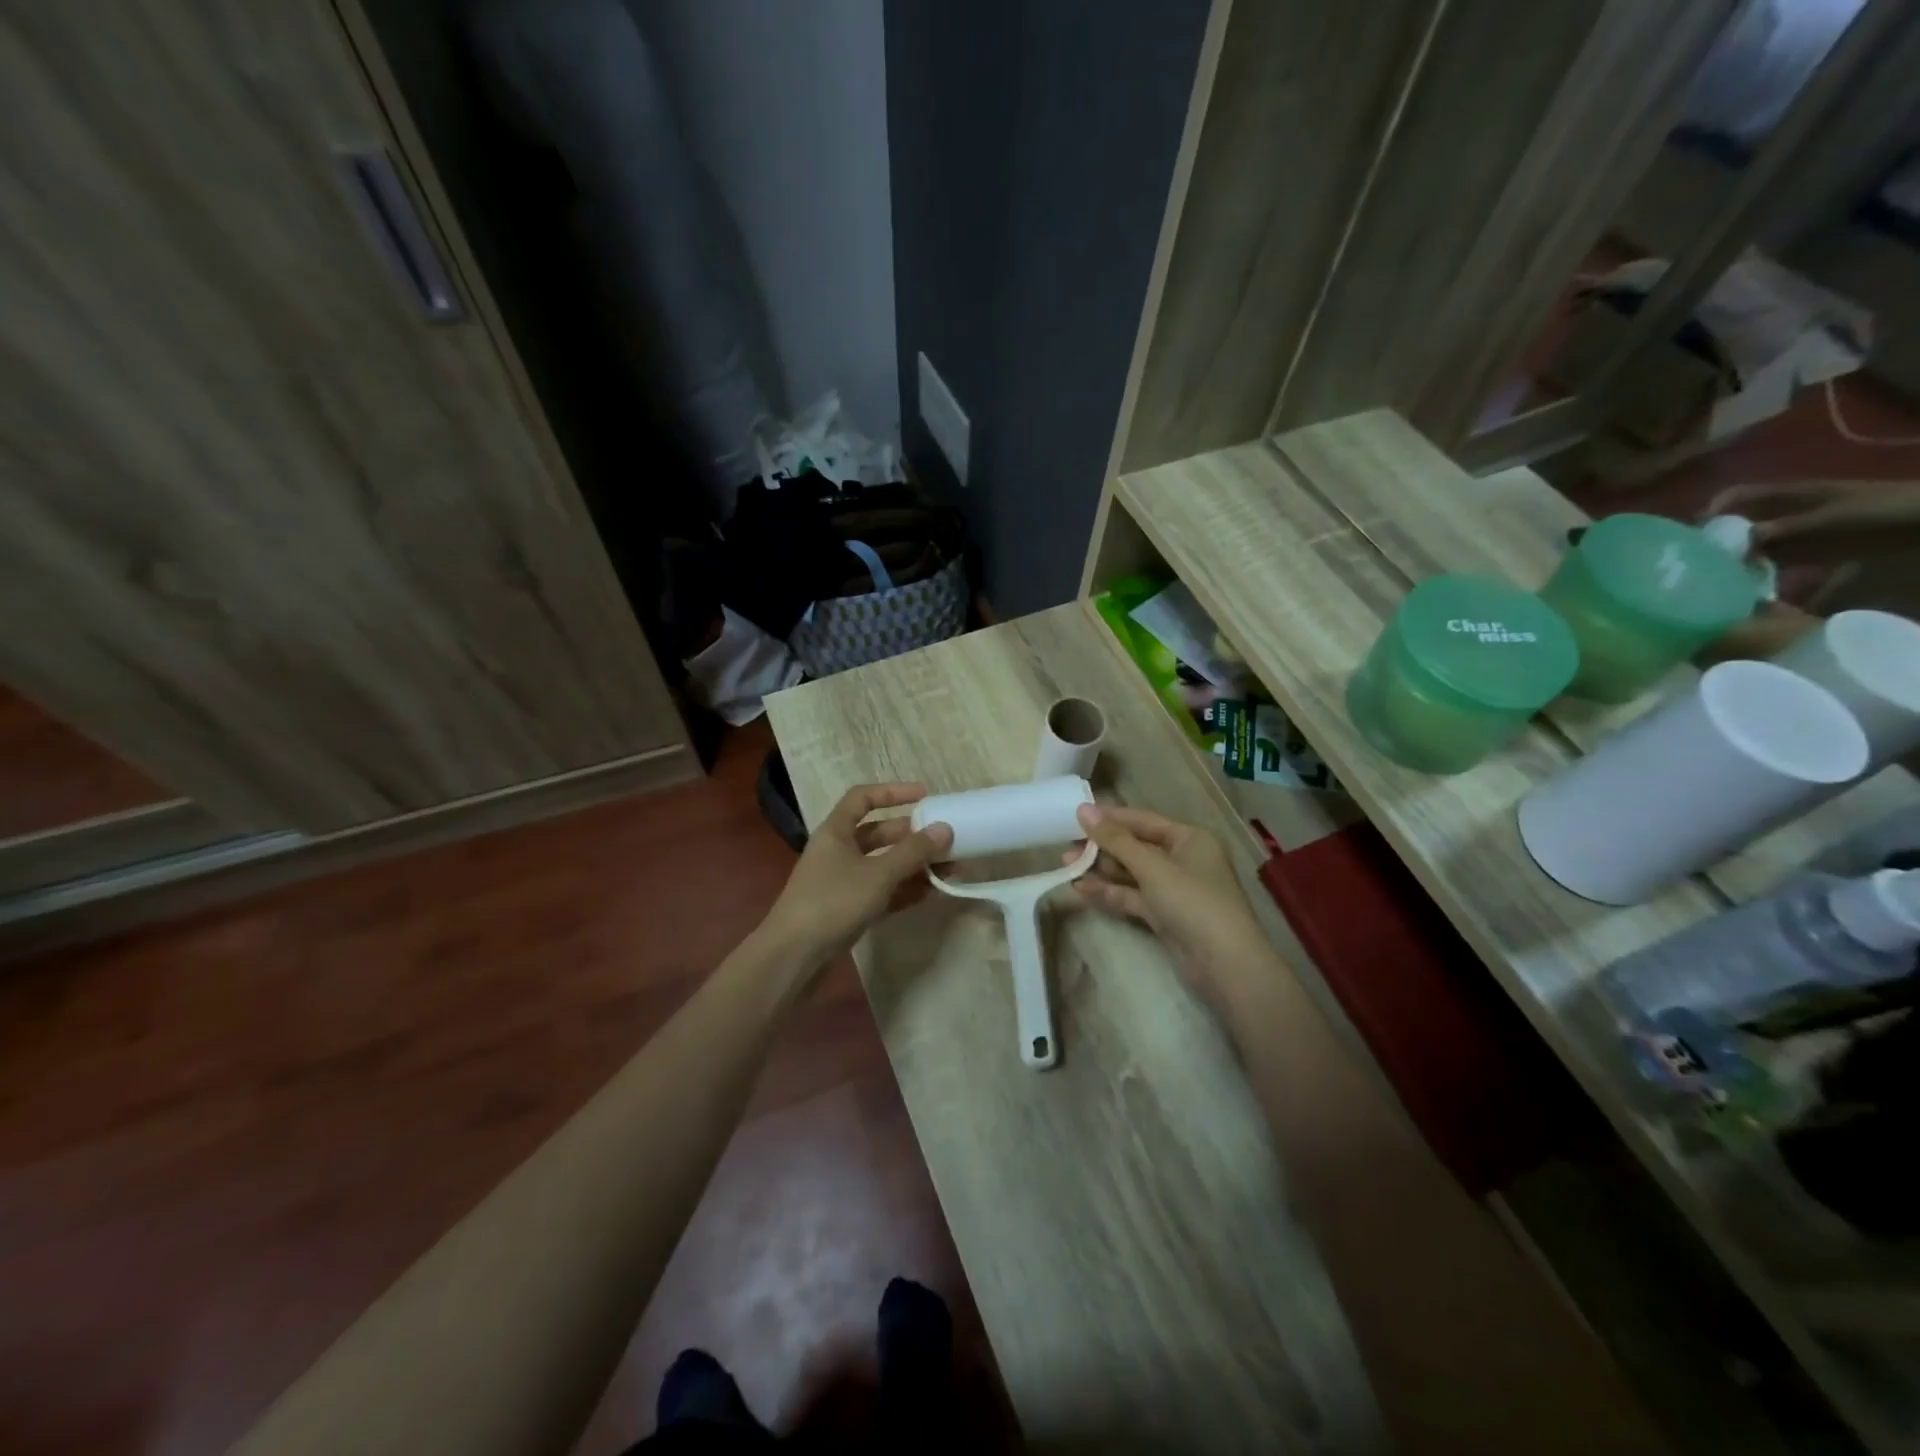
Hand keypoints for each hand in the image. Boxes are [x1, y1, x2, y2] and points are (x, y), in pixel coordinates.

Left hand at [759, 783, 952, 974]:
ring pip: (883, 864)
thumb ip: (913, 852)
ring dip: (914, 865)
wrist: (794, 956)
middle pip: (879, 833)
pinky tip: (931, 893)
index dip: (893, 792)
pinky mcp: (849, 909)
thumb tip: (945, 829)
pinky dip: (904, 890)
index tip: (925, 796)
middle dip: (912, 836)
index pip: (863, 798)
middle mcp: (838, 851)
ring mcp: (843, 881)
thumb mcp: (878, 874)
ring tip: (949, 869)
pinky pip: (882, 891)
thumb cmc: (833, 902)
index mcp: (836, 831)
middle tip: (945, 840)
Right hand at [1067, 804, 1275, 1016]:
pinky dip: (1110, 893)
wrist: (1225, 965)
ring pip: (1131, 873)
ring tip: (1066, 867)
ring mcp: (1174, 889)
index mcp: (1189, 838)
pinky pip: (1133, 896)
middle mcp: (1183, 859)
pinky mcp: (1165, 915)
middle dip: (1101, 847)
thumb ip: (1115, 839)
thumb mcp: (1152, 866)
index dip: (1110, 817)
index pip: (1143, 820)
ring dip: (1101, 871)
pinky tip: (1081, 890)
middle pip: (1135, 847)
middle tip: (1066, 847)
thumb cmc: (1192, 902)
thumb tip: (1083, 810)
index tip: (1076, 815)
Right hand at [1705, 481, 1919, 567]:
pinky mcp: (1809, 552)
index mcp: (1788, 495)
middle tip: (1694, 563)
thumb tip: (1735, 543)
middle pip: (1738, 523)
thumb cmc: (1881, 512)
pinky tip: (1745, 587)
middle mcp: (1784, 512)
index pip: (1736, 497)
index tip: (1690, 535)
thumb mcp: (1830, 519)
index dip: (1710, 511)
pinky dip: (1756, 572)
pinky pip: (1771, 561)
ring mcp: (1796, 532)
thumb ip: (1783, 530)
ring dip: (1733, 559)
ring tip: (1713, 579)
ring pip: (1751, 544)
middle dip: (1715, 540)